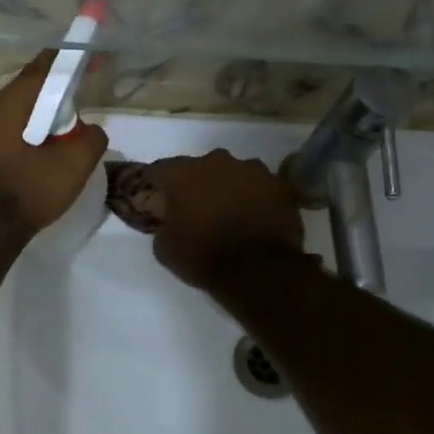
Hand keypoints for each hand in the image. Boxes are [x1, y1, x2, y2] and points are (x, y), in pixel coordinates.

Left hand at [0, 52, 107, 234]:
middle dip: (51, 105)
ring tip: (51, 153)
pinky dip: (16, 142)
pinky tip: (28, 166)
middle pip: (26, 95)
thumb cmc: (25, 194)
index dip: (68, 63)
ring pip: (11, 117)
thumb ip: (91, 139)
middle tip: (72, 128)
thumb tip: (89, 130)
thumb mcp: (73, 167)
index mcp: (6, 102)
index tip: (87, 62)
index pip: (42, 69)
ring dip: (33, 126)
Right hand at [142, 150, 305, 289]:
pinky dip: (253, 198)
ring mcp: (253, 170)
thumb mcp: (164, 248)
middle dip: (194, 185)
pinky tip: (252, 218)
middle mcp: (217, 161)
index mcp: (183, 173)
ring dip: (226, 188)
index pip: (159, 170)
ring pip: (232, 174)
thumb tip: (169, 220)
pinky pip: (259, 187)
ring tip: (227, 214)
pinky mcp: (280, 185)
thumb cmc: (203, 256)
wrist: (259, 271)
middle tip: (194, 208)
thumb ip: (162, 224)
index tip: (153, 198)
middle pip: (199, 168)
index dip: (154, 184)